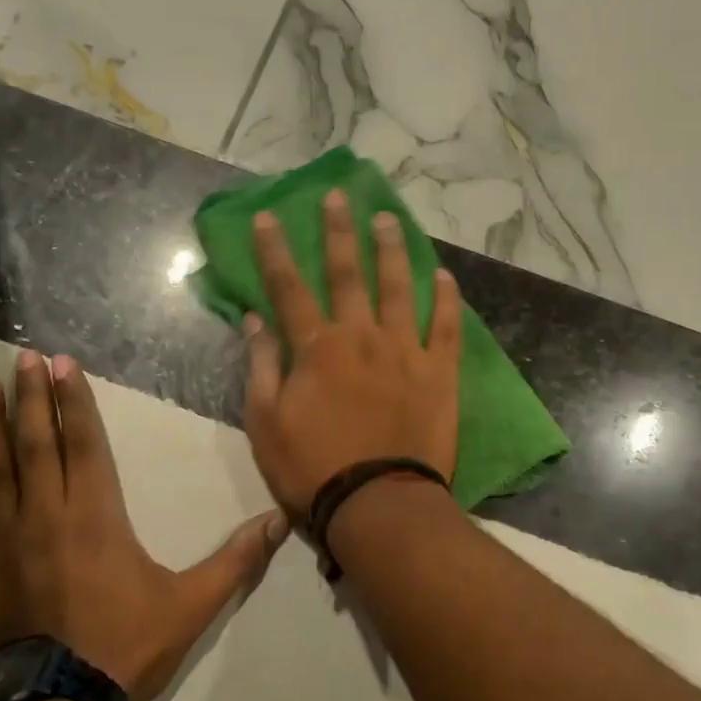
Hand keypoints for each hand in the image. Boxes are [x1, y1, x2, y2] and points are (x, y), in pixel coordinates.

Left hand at [0, 350, 287, 700]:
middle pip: (37, 443)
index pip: (85, 443)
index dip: (75, 401)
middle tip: (23, 355)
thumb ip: (236, 560)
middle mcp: (44, 514)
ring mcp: (0, 542)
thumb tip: (280, 522)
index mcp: (96, 515)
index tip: (62, 364)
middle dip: (33, 397)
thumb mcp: (192, 605)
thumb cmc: (123, 648)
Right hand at [243, 189, 461, 514]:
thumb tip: (254, 320)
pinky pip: (446, 326)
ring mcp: (405, 350)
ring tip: (389, 219)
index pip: (289, 287)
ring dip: (391, 250)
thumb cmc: (312, 468)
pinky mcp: (439, 372)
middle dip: (339, 232)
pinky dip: (446, 299)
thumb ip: (261, 366)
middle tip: (339, 196)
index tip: (268, 216)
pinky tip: (444, 275)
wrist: (378, 504)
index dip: (275, 250)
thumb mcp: (266, 423)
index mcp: (316, 348)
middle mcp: (361, 336)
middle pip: (347, 273)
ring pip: (398, 288)